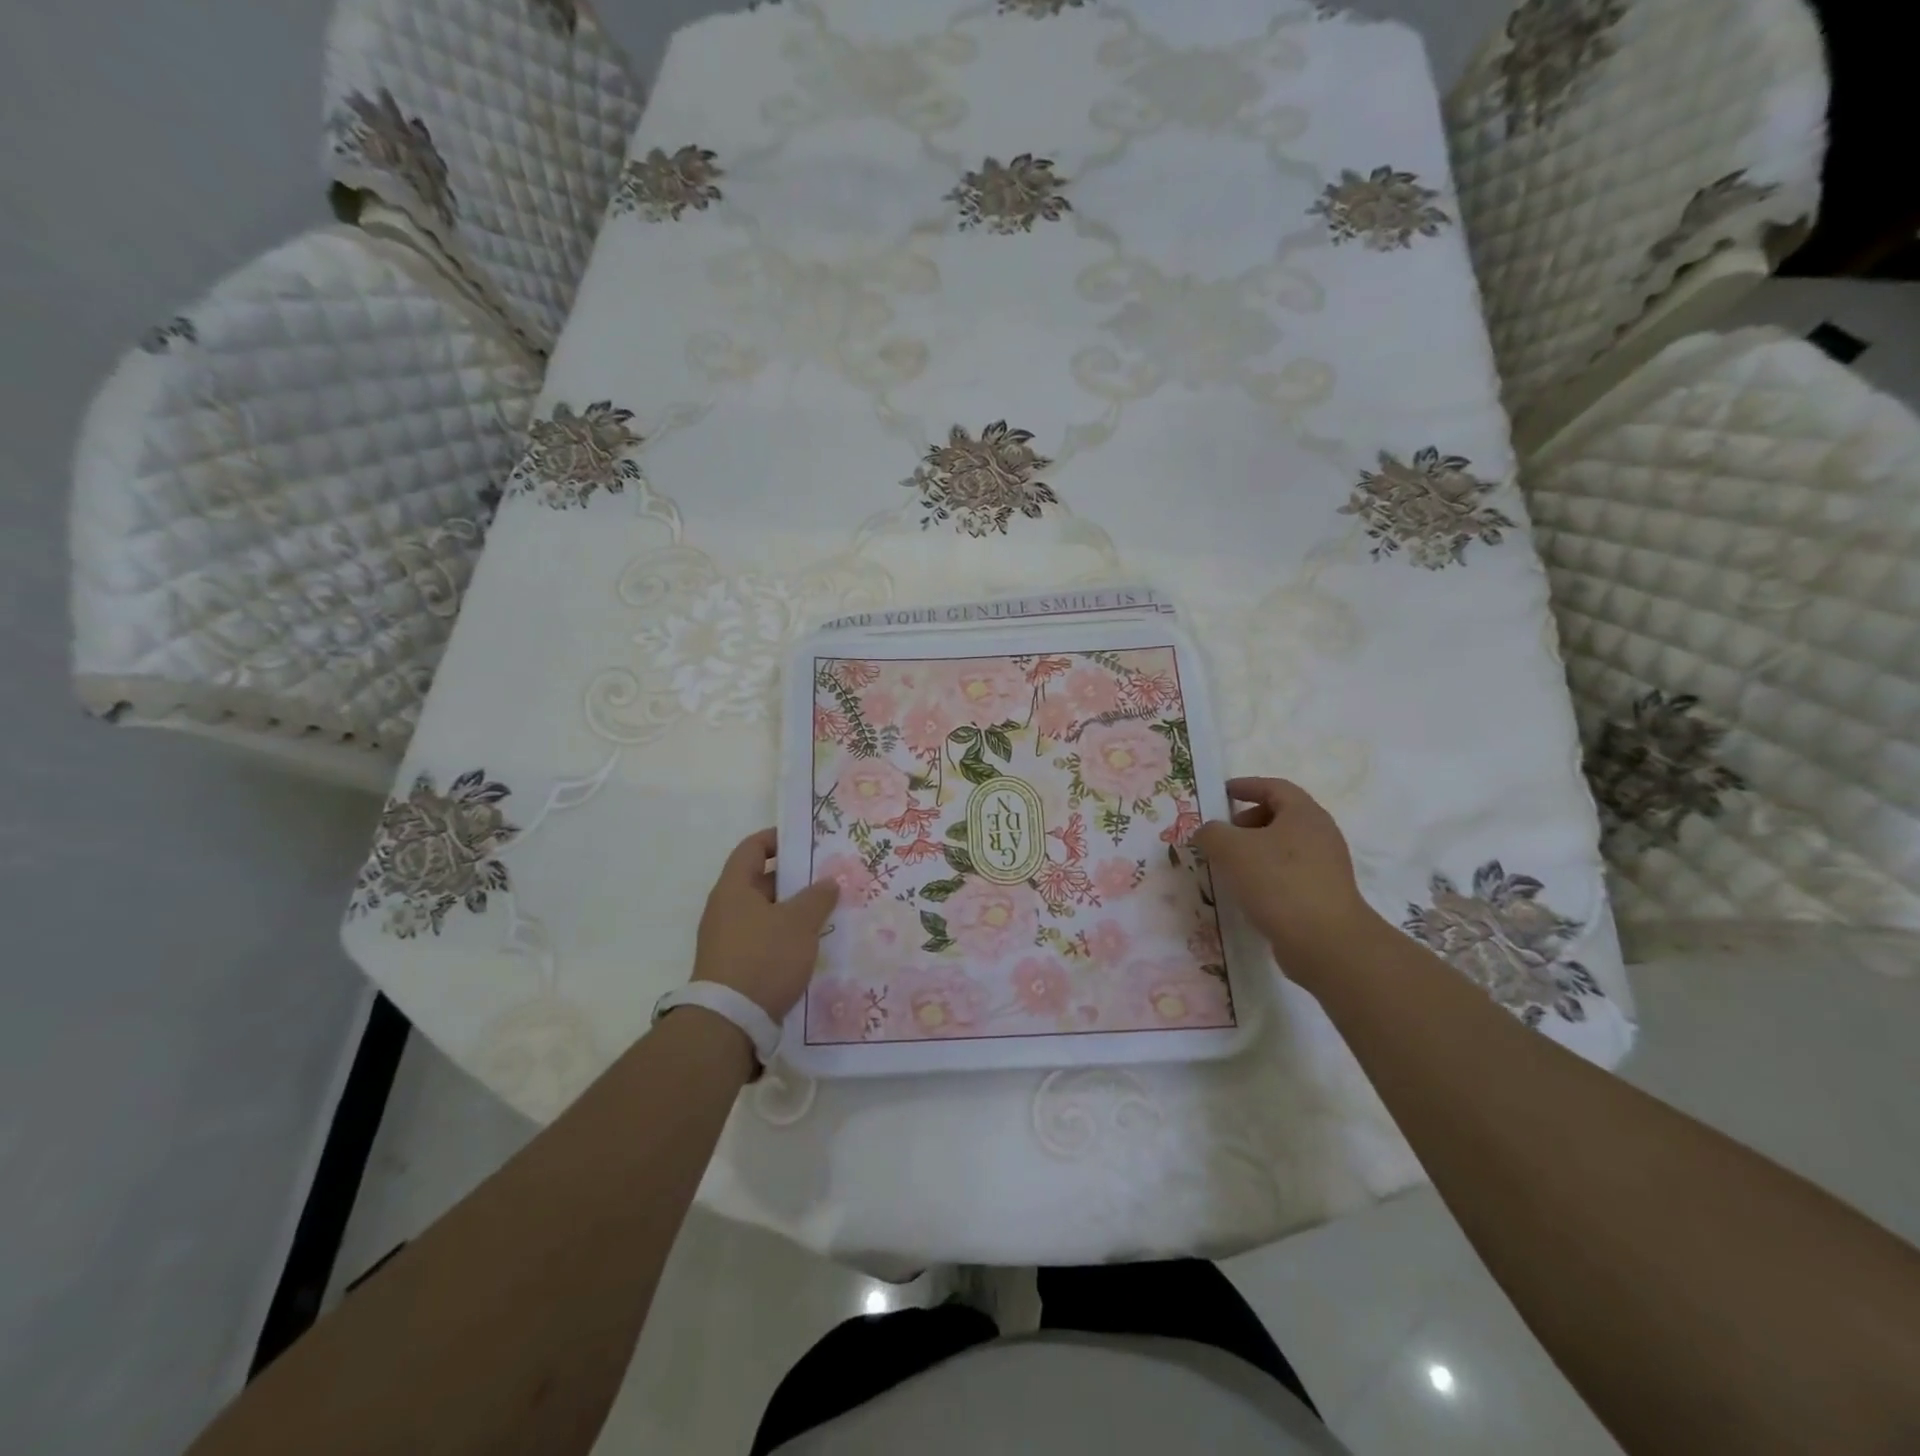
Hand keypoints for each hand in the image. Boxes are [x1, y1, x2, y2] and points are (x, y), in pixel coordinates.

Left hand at [692, 829, 839, 1020]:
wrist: (730, 1022)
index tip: (806, 840)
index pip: (753, 848)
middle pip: (760, 881)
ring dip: (792, 910)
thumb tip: (828, 882)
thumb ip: (817, 897)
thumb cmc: (764, 958)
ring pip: (765, 912)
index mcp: (734, 888)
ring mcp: (727, 939)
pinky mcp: (734, 966)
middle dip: (794, 879)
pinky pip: (763, 938)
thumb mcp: (799, 922)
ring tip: (826, 912)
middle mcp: (725, 909)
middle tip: (827, 878)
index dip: (777, 839)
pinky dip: (784, 935)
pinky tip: (810, 945)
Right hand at [1192, 778, 1380, 981]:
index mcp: (1304, 813)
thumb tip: (1207, 833)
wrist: (1325, 942)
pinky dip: (1267, 874)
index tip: (1222, 793)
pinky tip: (1248, 893)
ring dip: (1255, 851)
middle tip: (1223, 836)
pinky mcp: (1324, 894)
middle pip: (1280, 816)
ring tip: (1229, 867)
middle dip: (1247, 821)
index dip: (1246, 786)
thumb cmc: (1278, 882)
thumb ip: (1211, 833)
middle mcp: (1320, 834)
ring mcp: (1326, 866)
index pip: (1273, 787)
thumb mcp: (1231, 849)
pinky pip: (1289, 873)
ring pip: (1284, 847)